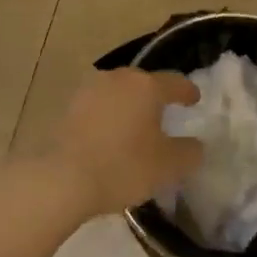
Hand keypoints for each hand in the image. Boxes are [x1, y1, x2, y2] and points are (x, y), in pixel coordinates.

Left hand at [49, 69, 203, 219]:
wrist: (60, 178)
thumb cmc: (123, 166)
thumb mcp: (168, 166)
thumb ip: (189, 152)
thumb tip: (195, 144)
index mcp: (146, 85)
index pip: (175, 82)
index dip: (187, 91)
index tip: (194, 99)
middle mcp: (118, 78)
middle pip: (143, 84)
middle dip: (155, 98)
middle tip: (163, 116)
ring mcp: (88, 90)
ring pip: (117, 94)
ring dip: (127, 107)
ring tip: (133, 129)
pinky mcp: (66, 108)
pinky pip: (96, 109)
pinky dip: (106, 119)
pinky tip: (107, 138)